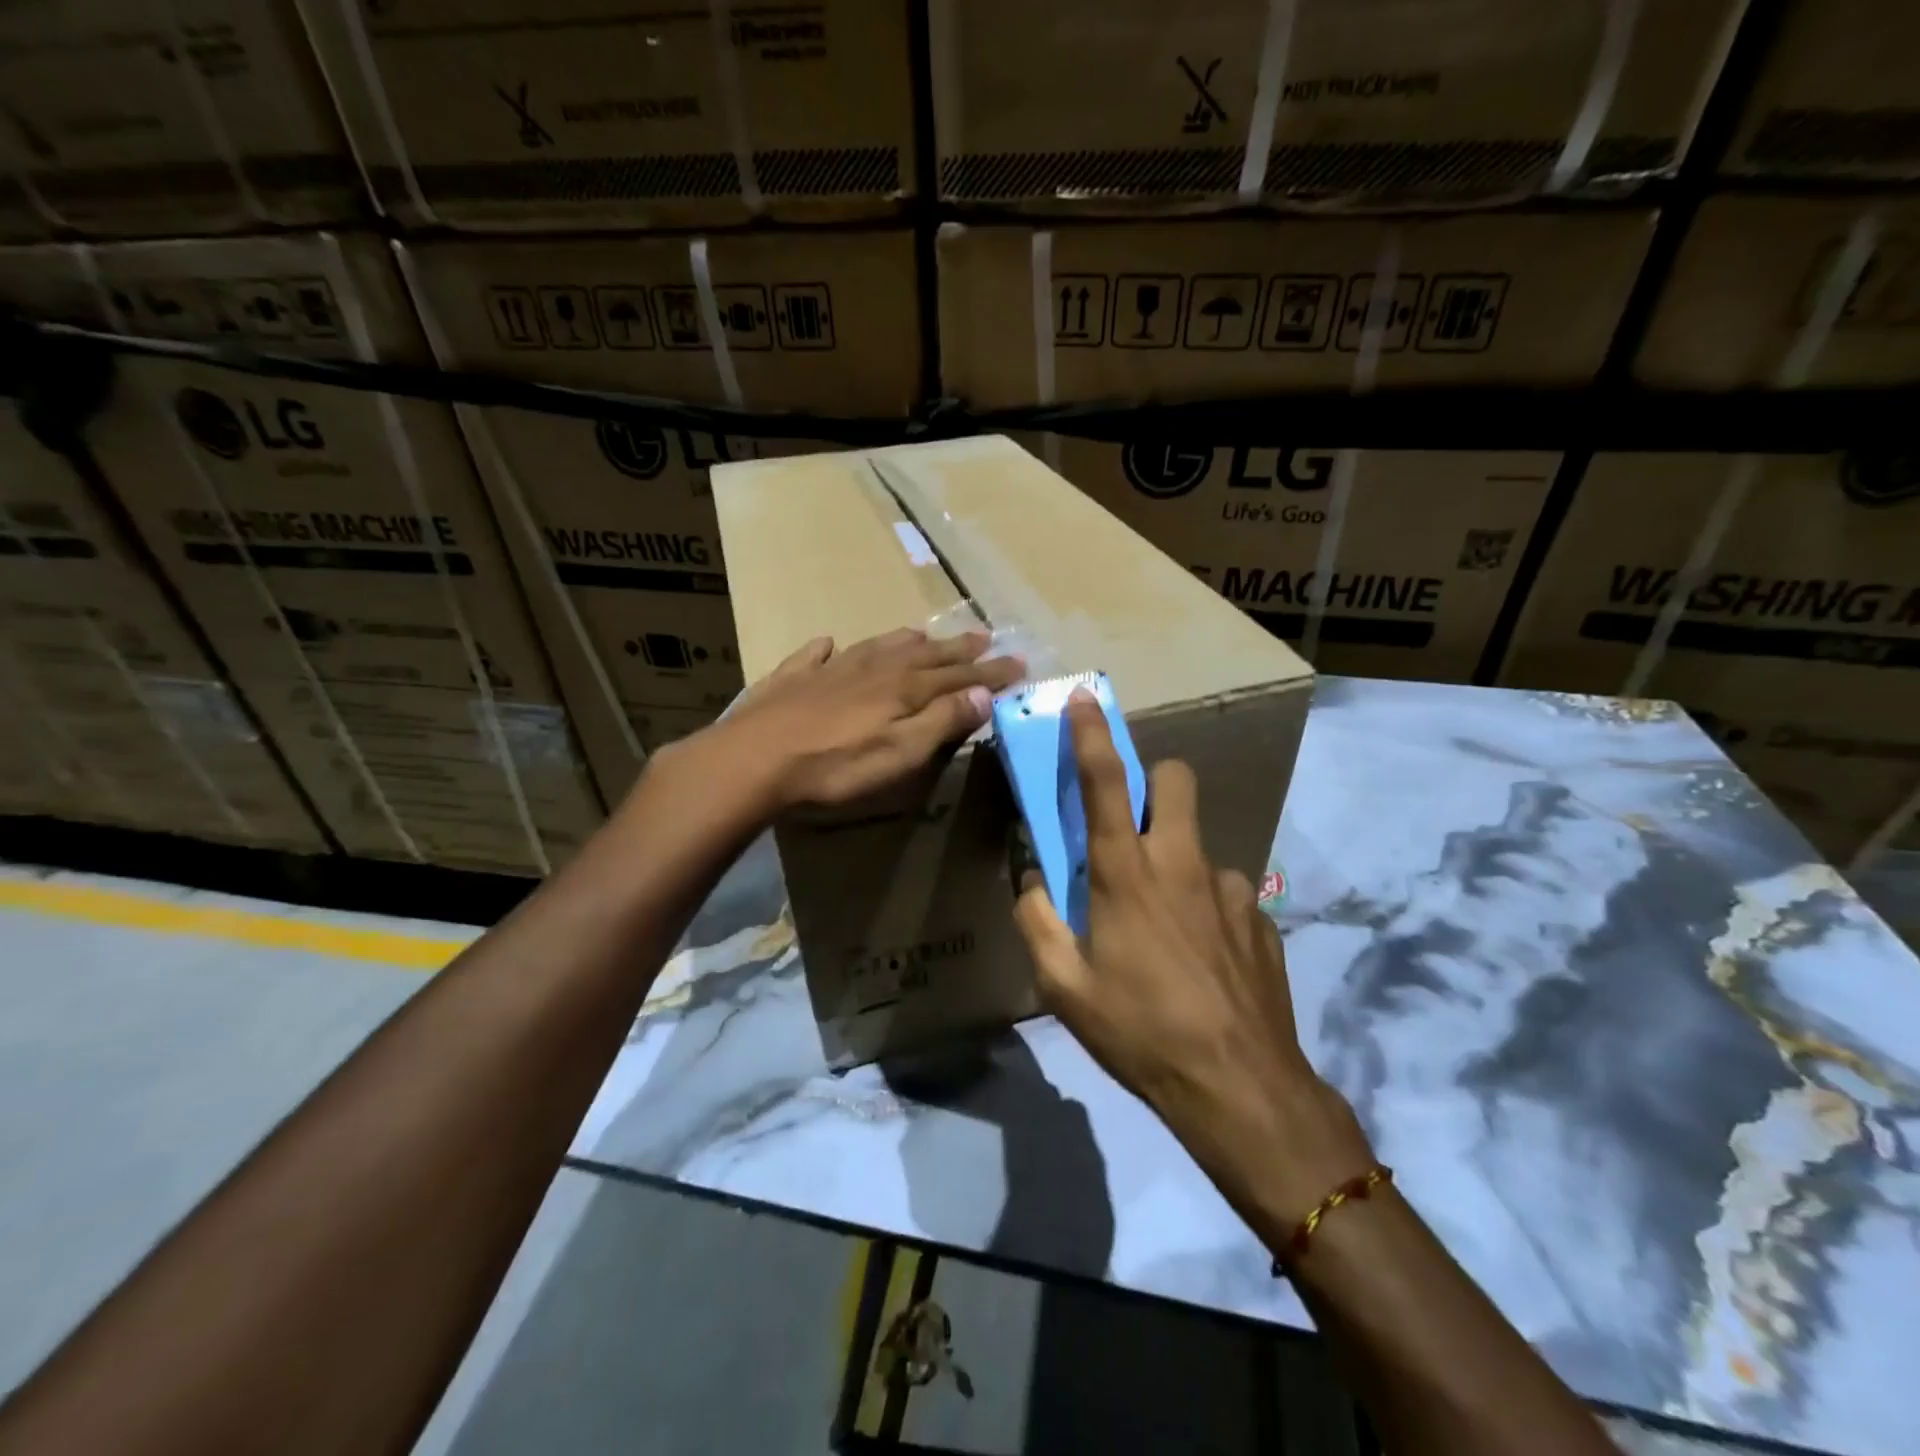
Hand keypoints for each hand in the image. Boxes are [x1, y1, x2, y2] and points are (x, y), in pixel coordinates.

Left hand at [700, 627, 1023, 812]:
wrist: (753, 761)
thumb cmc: (836, 767)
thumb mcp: (901, 753)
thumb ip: (942, 721)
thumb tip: (983, 693)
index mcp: (903, 689)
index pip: (958, 676)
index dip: (990, 672)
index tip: (1019, 663)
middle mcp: (871, 670)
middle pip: (923, 655)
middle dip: (957, 648)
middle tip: (984, 635)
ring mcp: (828, 671)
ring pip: (877, 647)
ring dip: (904, 641)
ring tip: (922, 635)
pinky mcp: (790, 680)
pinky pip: (814, 656)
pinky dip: (827, 649)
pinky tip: (828, 644)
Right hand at [1013, 689, 1374, 1229]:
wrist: (1239, 1087)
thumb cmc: (1139, 1031)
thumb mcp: (1063, 986)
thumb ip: (1038, 922)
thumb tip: (1034, 884)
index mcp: (1126, 874)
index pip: (1106, 783)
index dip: (1091, 735)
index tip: (1084, 699)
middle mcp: (1182, 864)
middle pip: (1176, 780)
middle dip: (1154, 781)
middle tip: (1134, 827)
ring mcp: (1229, 888)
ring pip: (1199, 843)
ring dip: (1176, 863)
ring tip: (1164, 928)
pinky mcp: (1260, 918)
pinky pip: (1224, 894)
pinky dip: (1204, 910)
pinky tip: (1200, 961)